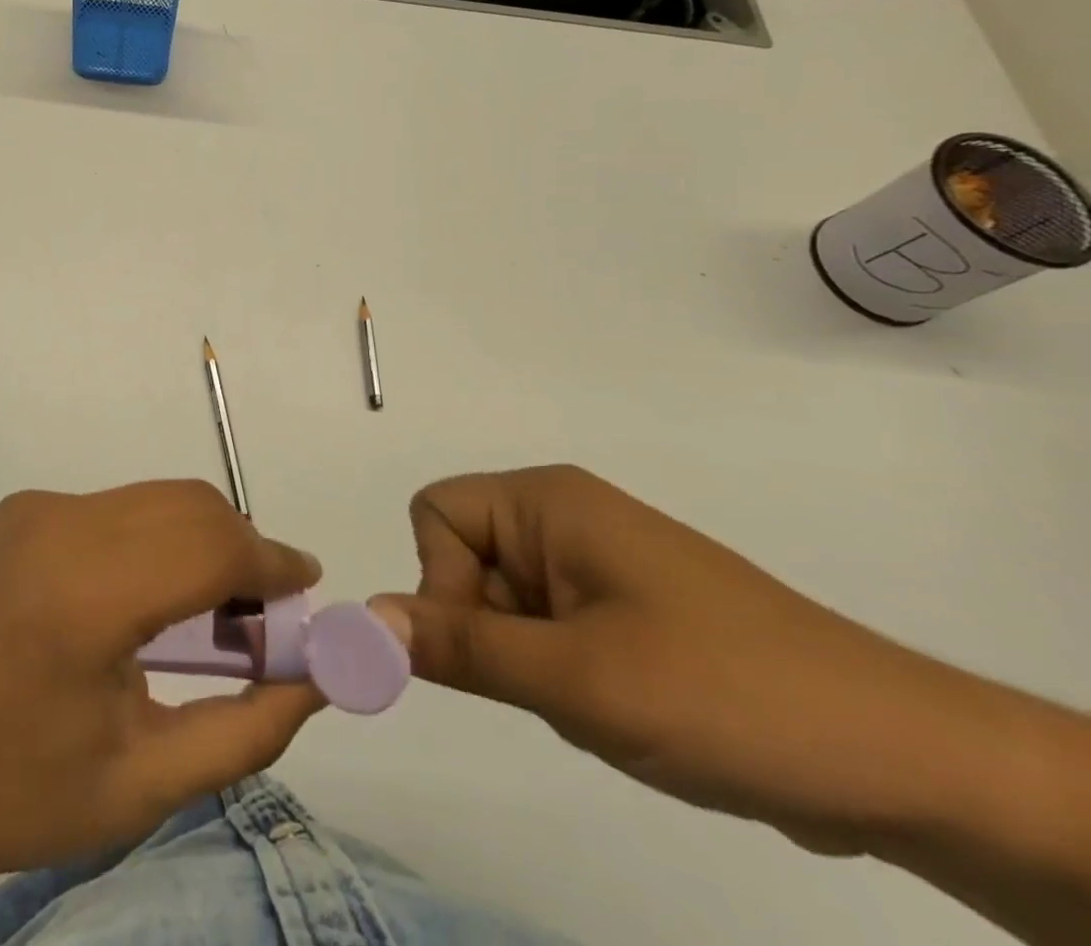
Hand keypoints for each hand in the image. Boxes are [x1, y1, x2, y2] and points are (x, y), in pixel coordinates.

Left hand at [0, 481, 324, 880]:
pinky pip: (113, 507)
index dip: (270, 562)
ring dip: (198, 538)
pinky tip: (143, 596)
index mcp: (85, 597)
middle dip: (241, 547)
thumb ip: (245, 728)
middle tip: (261, 612)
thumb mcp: (144, 784)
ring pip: (152, 499)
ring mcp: (34, 510)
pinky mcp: (19, 509)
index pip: (208, 547)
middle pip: (186, 506)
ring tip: (208, 608)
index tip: (307, 586)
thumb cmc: (18, 791)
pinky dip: (152, 536)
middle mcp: (59, 527)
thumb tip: (315, 678)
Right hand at [376, 465, 993, 852]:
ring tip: (604, 701)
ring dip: (531, 662)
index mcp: (547, 501)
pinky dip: (565, 674)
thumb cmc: (722, 695)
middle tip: (557, 685)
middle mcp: (565, 516)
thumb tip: (360, 619)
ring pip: (505, 603)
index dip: (440, 580)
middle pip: (466, 558)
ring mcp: (599, 562)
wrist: (903, 762)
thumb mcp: (574, 678)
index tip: (492, 648)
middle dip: (491, 631)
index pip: (436, 513)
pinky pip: (549, 628)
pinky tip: (626, 709)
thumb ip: (458, 646)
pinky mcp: (626, 607)